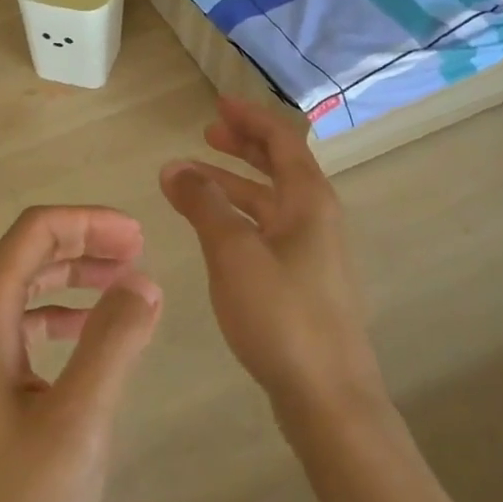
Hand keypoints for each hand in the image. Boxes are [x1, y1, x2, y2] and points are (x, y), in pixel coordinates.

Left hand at [0, 207, 162, 501]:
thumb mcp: (76, 425)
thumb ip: (112, 344)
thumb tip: (142, 281)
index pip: (35, 233)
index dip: (90, 222)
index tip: (141, 236)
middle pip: (25, 255)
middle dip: (84, 245)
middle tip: (140, 254)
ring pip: (19, 290)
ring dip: (71, 280)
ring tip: (123, 287)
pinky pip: (14, 328)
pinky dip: (54, 318)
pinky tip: (85, 338)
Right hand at [159, 97, 382, 423]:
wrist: (328, 397)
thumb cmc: (281, 315)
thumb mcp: (233, 252)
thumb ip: (203, 204)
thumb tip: (174, 166)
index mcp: (309, 201)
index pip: (282, 140)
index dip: (250, 118)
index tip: (217, 104)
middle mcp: (317, 219)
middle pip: (280, 167)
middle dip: (243, 147)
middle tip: (207, 133)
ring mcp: (312, 253)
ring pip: (269, 202)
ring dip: (233, 185)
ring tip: (191, 180)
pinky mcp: (303, 283)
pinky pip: (267, 230)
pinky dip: (238, 217)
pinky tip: (213, 230)